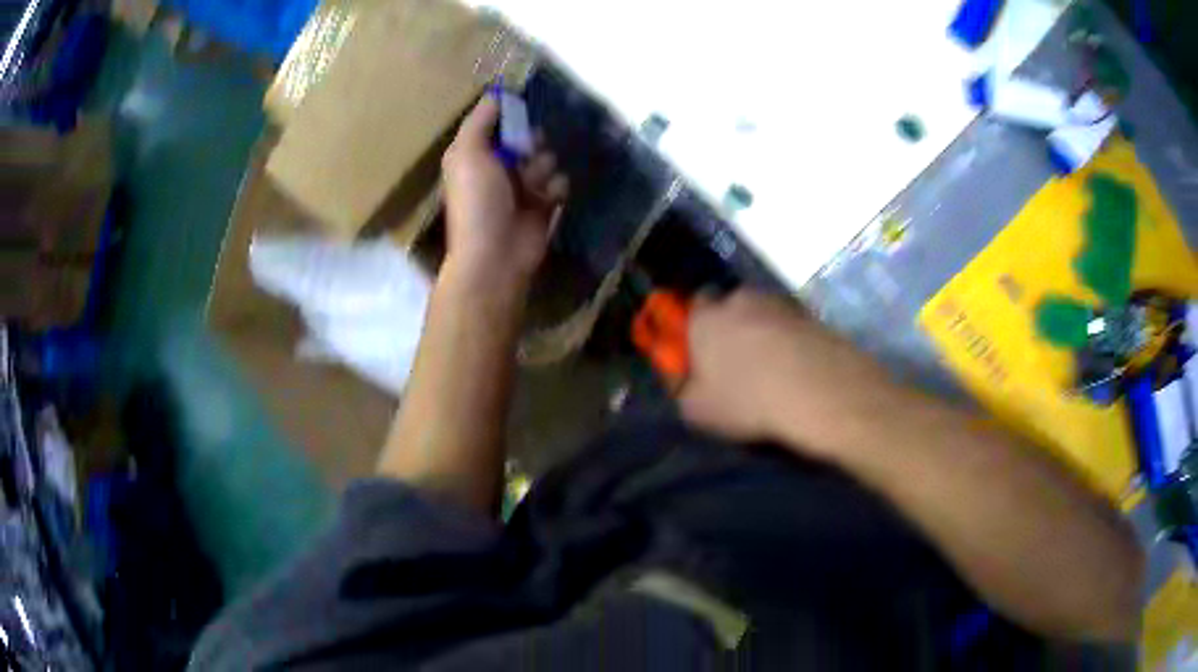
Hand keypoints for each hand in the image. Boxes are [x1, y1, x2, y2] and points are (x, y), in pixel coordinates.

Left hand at [441, 97, 568, 286]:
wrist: (495, 256)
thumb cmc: (477, 202)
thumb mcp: (467, 154)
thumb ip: (480, 121)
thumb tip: (496, 94)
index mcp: (476, 154)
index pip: (499, 123)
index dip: (512, 116)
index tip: (523, 111)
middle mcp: (499, 167)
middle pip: (528, 137)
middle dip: (532, 141)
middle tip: (527, 151)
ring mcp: (524, 187)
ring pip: (548, 158)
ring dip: (543, 167)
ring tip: (533, 184)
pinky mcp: (545, 204)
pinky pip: (560, 182)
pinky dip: (555, 188)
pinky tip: (547, 198)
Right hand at [679, 290, 886, 453]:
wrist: (818, 390)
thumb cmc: (747, 400)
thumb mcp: (697, 411)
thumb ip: (683, 390)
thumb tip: (686, 381)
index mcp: (705, 317)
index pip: (692, 305)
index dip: (695, 327)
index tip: (699, 352)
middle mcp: (739, 299)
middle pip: (730, 307)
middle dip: (731, 328)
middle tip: (735, 363)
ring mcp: (779, 304)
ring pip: (763, 316)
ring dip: (763, 335)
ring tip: (771, 371)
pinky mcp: (811, 316)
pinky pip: (791, 328)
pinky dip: (790, 343)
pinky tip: (795, 372)